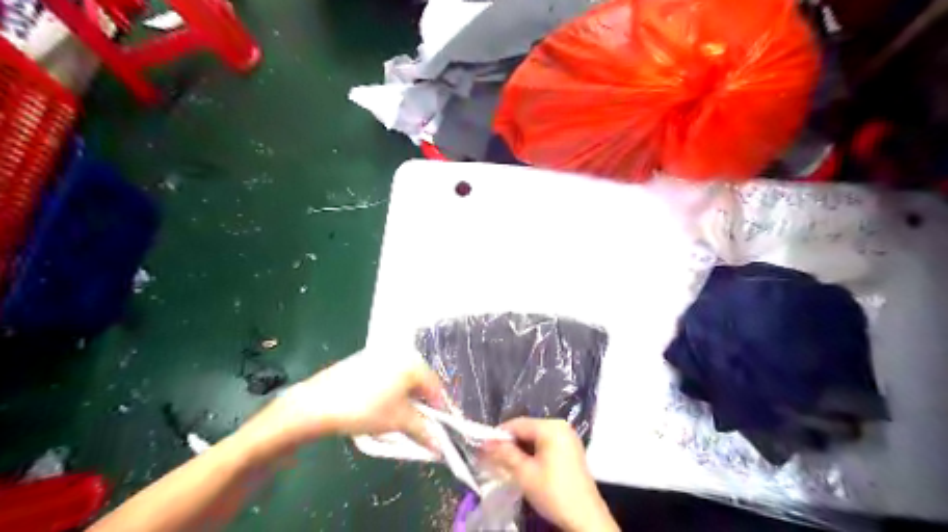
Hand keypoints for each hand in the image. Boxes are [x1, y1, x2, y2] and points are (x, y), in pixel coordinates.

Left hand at [242, 351, 440, 454]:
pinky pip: (387, 376)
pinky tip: (380, 406)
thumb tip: (440, 446)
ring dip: (406, 399)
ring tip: (398, 418)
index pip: (435, 387)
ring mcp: (380, 354)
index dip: (439, 410)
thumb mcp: (398, 422)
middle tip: (418, 426)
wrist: (317, 403)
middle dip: (421, 405)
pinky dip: (390, 391)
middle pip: (420, 381)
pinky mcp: (364, 360)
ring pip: (402, 379)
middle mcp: (400, 352)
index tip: (438, 430)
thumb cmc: (365, 409)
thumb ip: (423, 430)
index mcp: (413, 362)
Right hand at [483, 420, 622, 531]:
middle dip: (509, 444)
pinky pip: (545, 445)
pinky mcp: (571, 450)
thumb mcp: (524, 473)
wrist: (585, 518)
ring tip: (507, 465)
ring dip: (520, 450)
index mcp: (551, 427)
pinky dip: (533, 453)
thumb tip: (485, 443)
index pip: (517, 424)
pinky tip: (524, 467)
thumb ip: (504, 454)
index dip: (498, 436)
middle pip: (526, 429)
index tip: (484, 449)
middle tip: (493, 459)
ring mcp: (568, 437)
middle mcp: (560, 426)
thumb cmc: (553, 492)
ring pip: (535, 438)